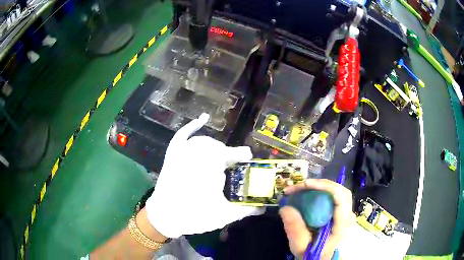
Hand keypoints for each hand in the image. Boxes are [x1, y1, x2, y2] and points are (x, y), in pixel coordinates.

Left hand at [145, 113, 264, 237]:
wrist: (163, 218)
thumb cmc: (193, 217)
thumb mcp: (223, 215)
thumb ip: (245, 210)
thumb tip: (263, 207)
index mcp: (208, 170)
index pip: (229, 155)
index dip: (239, 154)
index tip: (248, 157)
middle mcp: (194, 157)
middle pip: (217, 149)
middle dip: (228, 154)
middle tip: (235, 163)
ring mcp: (181, 154)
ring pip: (202, 142)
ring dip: (214, 146)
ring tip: (222, 155)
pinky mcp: (172, 155)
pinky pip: (182, 136)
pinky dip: (192, 126)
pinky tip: (203, 119)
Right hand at [279, 179, 355, 259]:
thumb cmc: (314, 256)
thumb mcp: (301, 246)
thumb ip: (294, 229)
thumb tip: (285, 207)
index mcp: (343, 224)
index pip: (341, 197)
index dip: (325, 186)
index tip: (305, 184)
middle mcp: (348, 215)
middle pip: (339, 191)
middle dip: (319, 185)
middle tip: (298, 187)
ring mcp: (346, 214)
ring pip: (336, 193)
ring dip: (318, 188)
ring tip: (299, 190)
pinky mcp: (340, 214)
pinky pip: (332, 198)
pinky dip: (320, 194)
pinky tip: (307, 197)